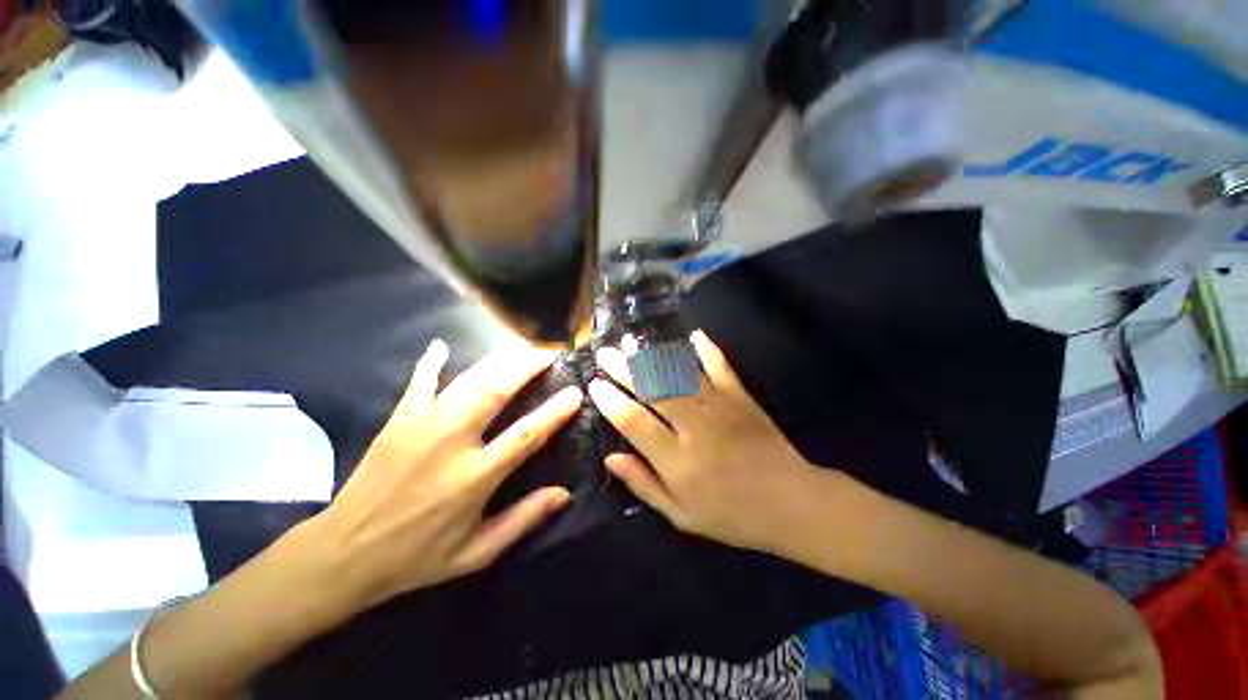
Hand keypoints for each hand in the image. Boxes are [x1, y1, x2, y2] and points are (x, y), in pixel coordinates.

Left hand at [307, 339, 581, 610]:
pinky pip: (419, 383)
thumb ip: (523, 520)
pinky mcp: (398, 421)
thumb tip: (564, 493)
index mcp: (474, 477)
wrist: (343, 555)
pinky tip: (441, 345)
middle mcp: (451, 442)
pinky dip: (430, 363)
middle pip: (497, 391)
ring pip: (468, 380)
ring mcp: (421, 425)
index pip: (526, 434)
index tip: (576, 392)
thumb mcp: (476, 553)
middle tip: (550, 352)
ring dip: (499, 360)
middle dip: (528, 366)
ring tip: (522, 346)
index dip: (555, 411)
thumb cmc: (417, 557)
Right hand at [588, 331, 821, 552]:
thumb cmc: (733, 516)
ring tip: (631, 342)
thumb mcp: (683, 516)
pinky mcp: (741, 397)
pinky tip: (693, 334)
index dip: (611, 401)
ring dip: (652, 356)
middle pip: (652, 390)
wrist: (792, 503)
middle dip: (624, 369)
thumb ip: (645, 485)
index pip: (634, 422)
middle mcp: (695, 427)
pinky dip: (706, 349)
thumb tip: (611, 459)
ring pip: (679, 374)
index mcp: (678, 461)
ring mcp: (720, 407)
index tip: (595, 385)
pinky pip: (720, 367)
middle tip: (605, 354)